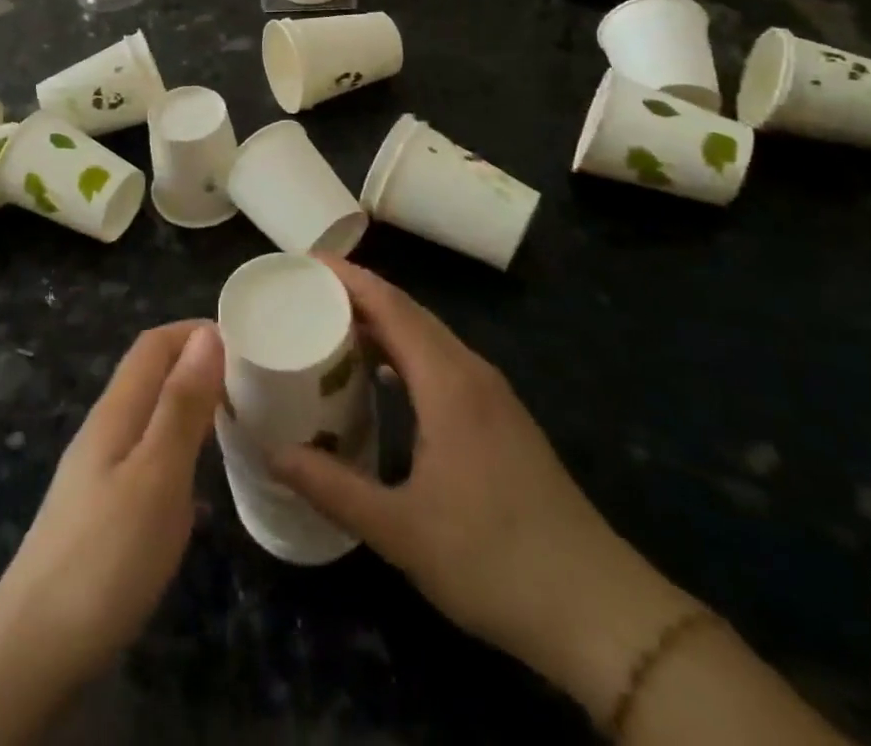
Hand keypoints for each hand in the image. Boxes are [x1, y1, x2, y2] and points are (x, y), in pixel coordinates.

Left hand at [0, 320, 222, 687]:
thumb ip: (181, 405)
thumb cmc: (106, 554)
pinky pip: (147, 456)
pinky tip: (201, 485)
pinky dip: (180, 450)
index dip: (194, 331)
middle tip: (251, 382)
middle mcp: (105, 429)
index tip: (245, 340)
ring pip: (150, 416)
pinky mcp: (102, 508)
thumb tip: (207, 334)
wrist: (35, 647)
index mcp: (117, 411)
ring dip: (190, 406)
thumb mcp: (156, 475)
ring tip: (235, 421)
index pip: (153, 345)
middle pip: (150, 375)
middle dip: (197, 364)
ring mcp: (99, 470)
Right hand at [269, 258, 695, 720]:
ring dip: (383, 324)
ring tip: (334, 329)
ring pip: (429, 338)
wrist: (598, 611)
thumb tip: (272, 453)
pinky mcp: (502, 419)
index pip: (392, 306)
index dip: (350, 278)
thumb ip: (331, 487)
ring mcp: (493, 395)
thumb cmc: (493, 560)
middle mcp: (471, 373)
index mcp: (448, 382)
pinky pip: (443, 362)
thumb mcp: (400, 530)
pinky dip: (405, 353)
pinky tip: (382, 380)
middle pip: (410, 313)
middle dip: (360, 294)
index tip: (307, 260)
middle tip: (307, 292)